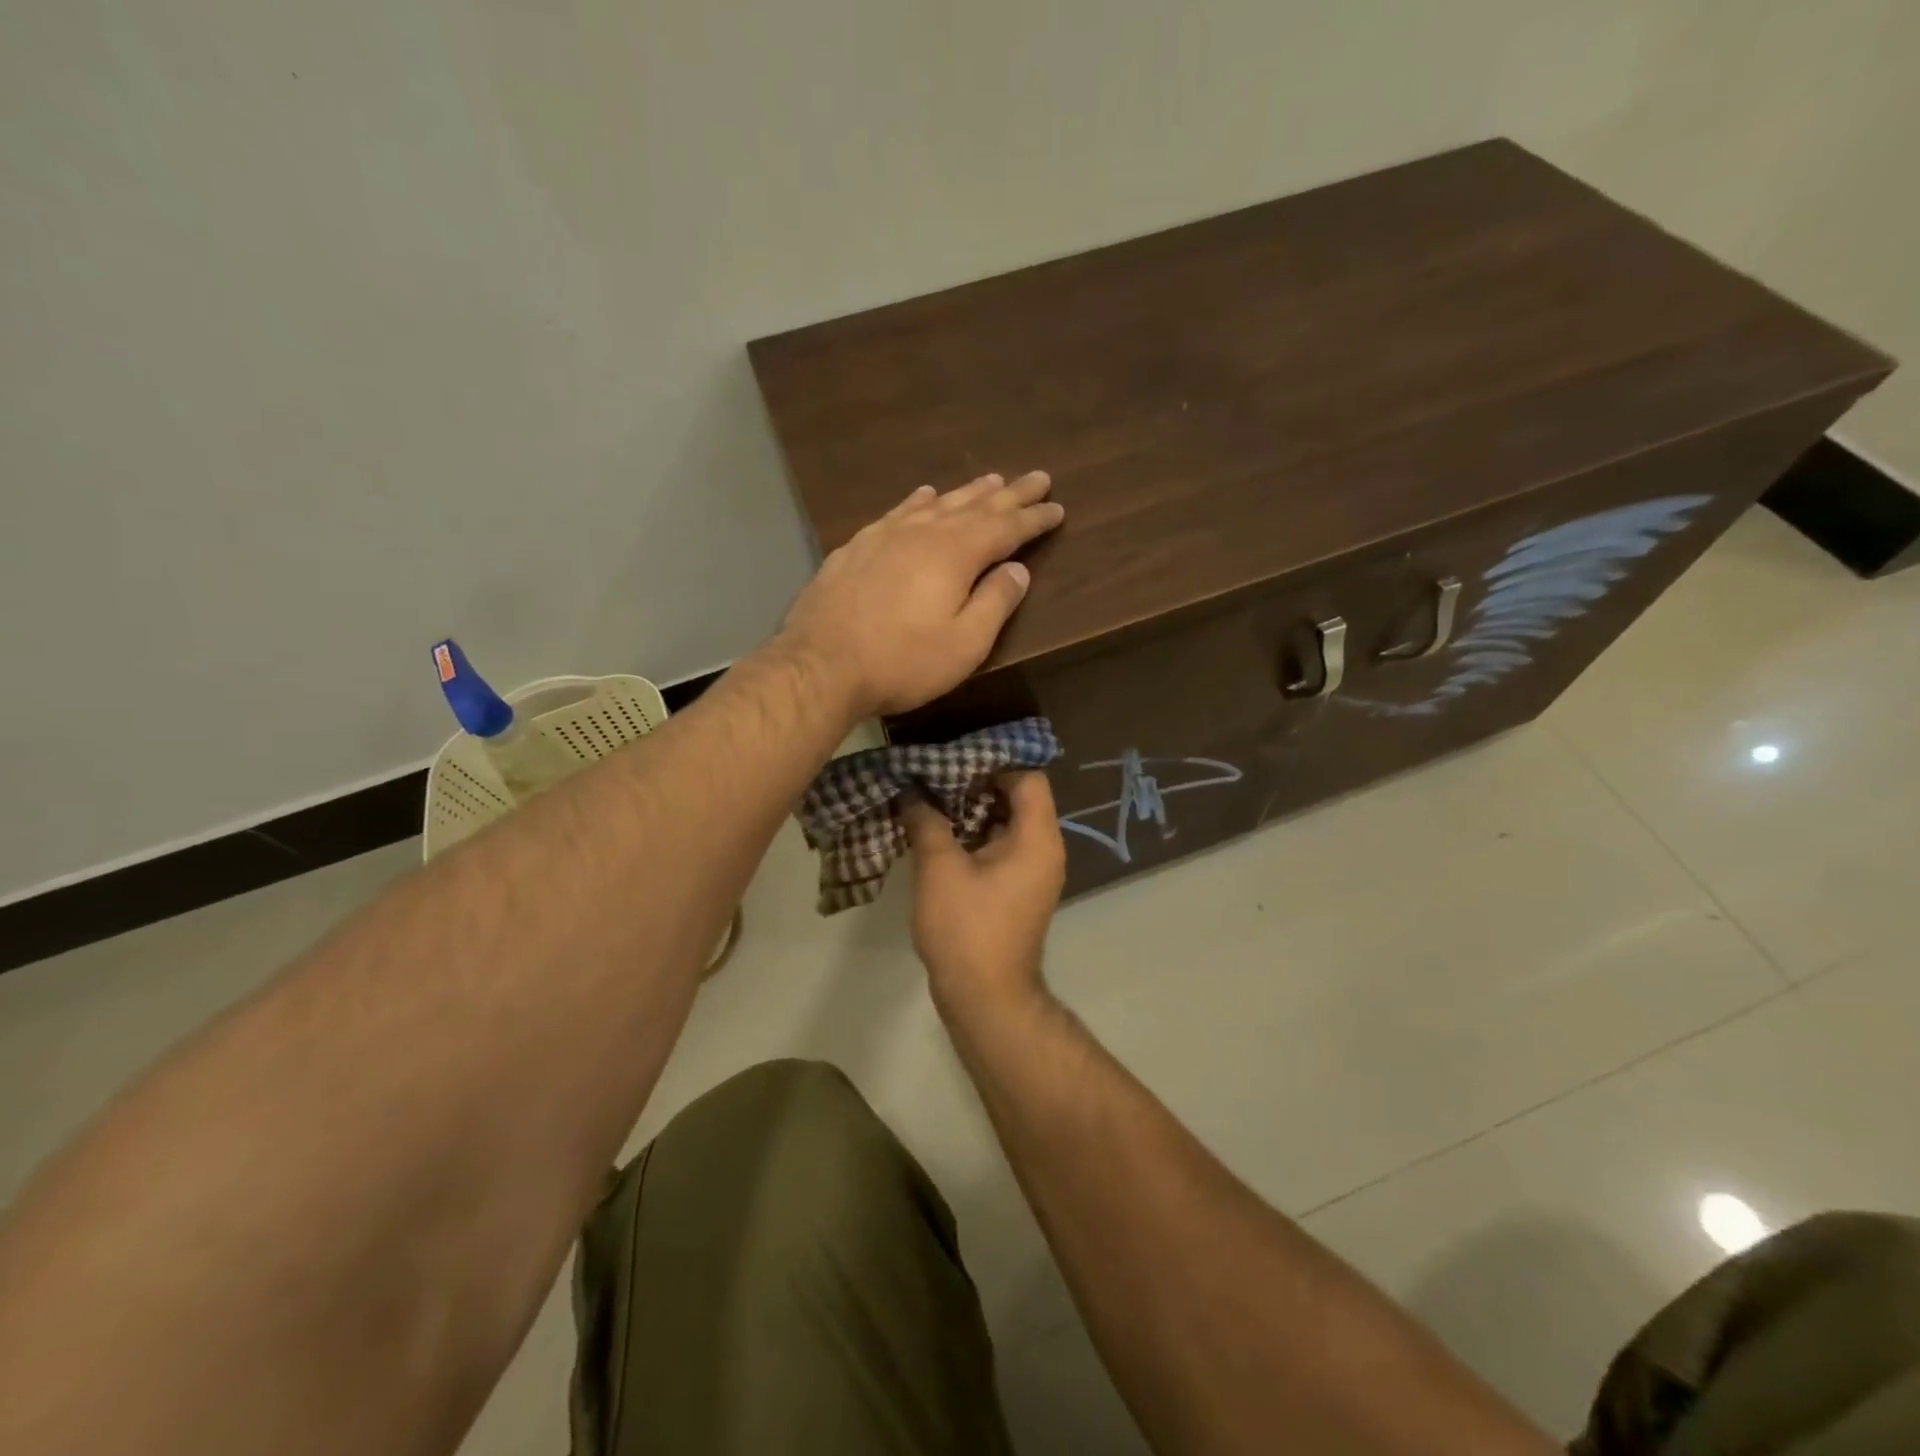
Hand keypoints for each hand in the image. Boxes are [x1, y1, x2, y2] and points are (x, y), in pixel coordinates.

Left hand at [779, 472, 1063, 717]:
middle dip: (1009, 493)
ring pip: (936, 503)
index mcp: (955, 554)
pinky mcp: (856, 547)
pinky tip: (923, 495)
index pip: (1005, 527)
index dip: (1033, 518)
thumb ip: (995, 603)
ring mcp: (885, 535)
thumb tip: (1017, 569)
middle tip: (1037, 477)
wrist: (821, 664)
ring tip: (991, 479)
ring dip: (967, 492)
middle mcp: (923, 532)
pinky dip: (918, 500)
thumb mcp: (964, 644)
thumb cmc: (902, 661)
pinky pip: (898, 512)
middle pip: (975, 505)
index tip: (1057, 507)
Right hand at [903, 771, 1065, 1016]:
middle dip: (977, 784)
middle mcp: (1045, 850)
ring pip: (1008, 824)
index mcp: (1037, 838)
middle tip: (936, 775)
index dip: (993, 763)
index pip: (1028, 778)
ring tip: (931, 799)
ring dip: (973, 811)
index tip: (955, 759)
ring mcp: (1034, 873)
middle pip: (1020, 798)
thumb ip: (926, 821)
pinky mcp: (1019, 891)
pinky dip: (976, 836)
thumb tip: (911, 791)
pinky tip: (939, 834)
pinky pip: (1003, 847)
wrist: (985, 998)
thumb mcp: (939, 868)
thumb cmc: (967, 928)